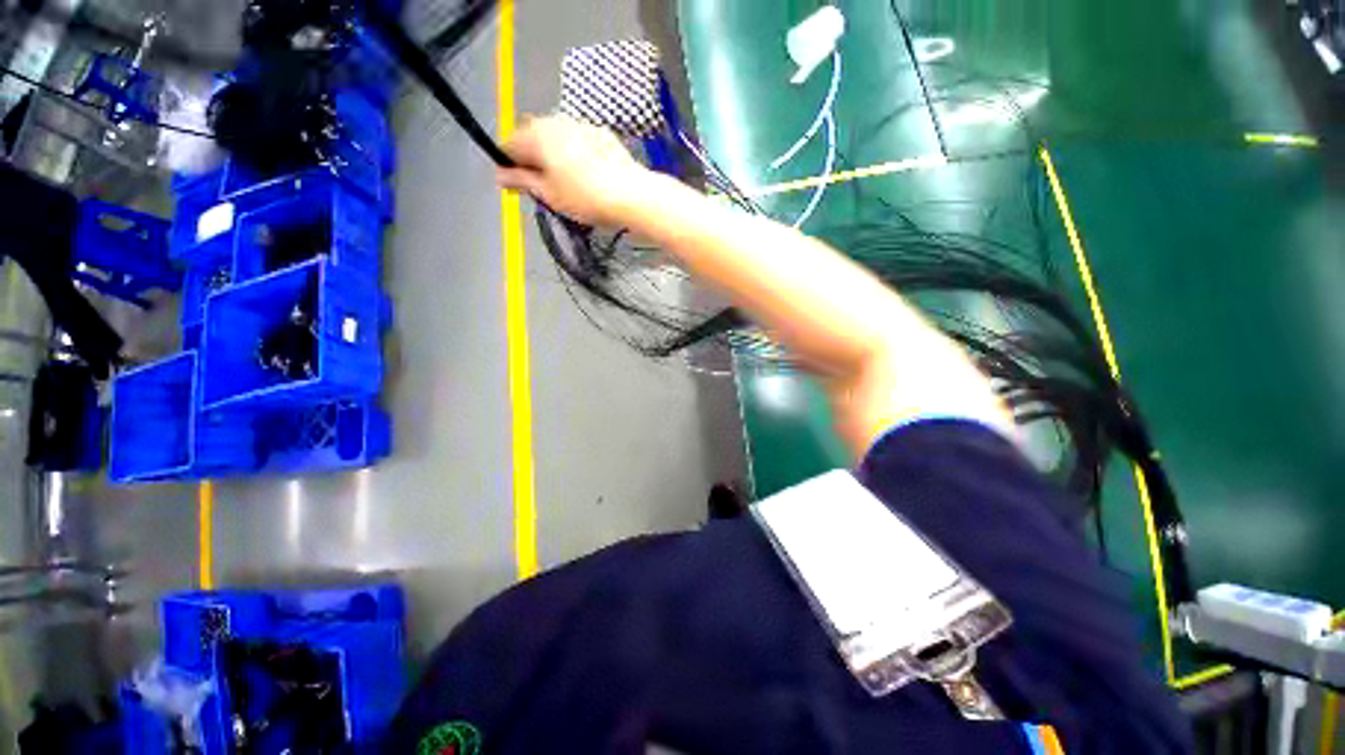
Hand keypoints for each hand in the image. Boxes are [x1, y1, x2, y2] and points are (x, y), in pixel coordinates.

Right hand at [496, 115, 652, 226]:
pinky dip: (575, 153)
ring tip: (567, 183)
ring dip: (554, 155)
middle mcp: (555, 121)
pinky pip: (578, 140)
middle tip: (544, 188)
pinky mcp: (601, 133)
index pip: (509, 145)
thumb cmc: (585, 198)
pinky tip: (588, 175)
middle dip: (533, 159)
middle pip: (532, 137)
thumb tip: (499, 175)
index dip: (510, 167)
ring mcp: (580, 123)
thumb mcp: (549, 195)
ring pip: (556, 137)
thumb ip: (522, 181)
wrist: (630, 193)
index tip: (519, 188)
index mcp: (536, 135)